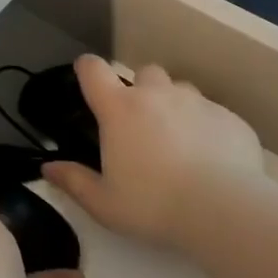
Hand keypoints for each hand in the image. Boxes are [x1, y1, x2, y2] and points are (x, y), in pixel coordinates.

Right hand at [44, 55, 267, 248]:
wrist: (225, 209)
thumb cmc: (154, 205)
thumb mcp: (104, 204)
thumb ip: (74, 182)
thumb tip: (48, 168)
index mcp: (119, 109)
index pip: (94, 70)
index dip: (87, 68)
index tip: (87, 77)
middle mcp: (156, 94)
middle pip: (145, 73)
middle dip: (142, 90)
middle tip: (143, 124)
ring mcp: (196, 102)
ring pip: (182, 90)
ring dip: (176, 106)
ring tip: (180, 141)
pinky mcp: (229, 117)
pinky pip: (214, 113)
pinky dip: (208, 128)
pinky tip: (213, 158)